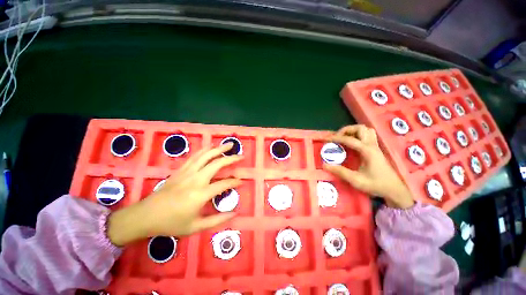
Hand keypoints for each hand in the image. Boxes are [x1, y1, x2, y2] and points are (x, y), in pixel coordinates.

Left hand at [107, 143, 242, 246]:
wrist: (146, 215)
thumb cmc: (171, 223)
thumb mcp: (195, 227)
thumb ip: (217, 220)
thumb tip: (234, 214)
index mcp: (200, 194)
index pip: (224, 184)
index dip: (235, 182)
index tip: (242, 181)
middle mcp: (196, 179)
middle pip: (217, 163)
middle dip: (231, 158)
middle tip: (241, 156)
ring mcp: (187, 172)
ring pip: (206, 156)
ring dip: (219, 149)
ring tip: (229, 145)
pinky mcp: (181, 170)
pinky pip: (195, 156)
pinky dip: (205, 150)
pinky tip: (210, 147)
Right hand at [323, 125, 413, 208]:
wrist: (394, 189)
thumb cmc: (376, 185)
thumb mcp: (356, 180)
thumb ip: (340, 172)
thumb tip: (324, 165)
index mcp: (367, 151)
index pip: (349, 139)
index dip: (336, 138)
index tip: (326, 139)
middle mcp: (372, 145)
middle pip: (360, 128)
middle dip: (346, 130)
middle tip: (337, 138)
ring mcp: (375, 146)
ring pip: (366, 130)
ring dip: (353, 131)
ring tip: (344, 138)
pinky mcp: (376, 149)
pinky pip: (367, 135)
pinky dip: (358, 135)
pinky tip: (352, 143)